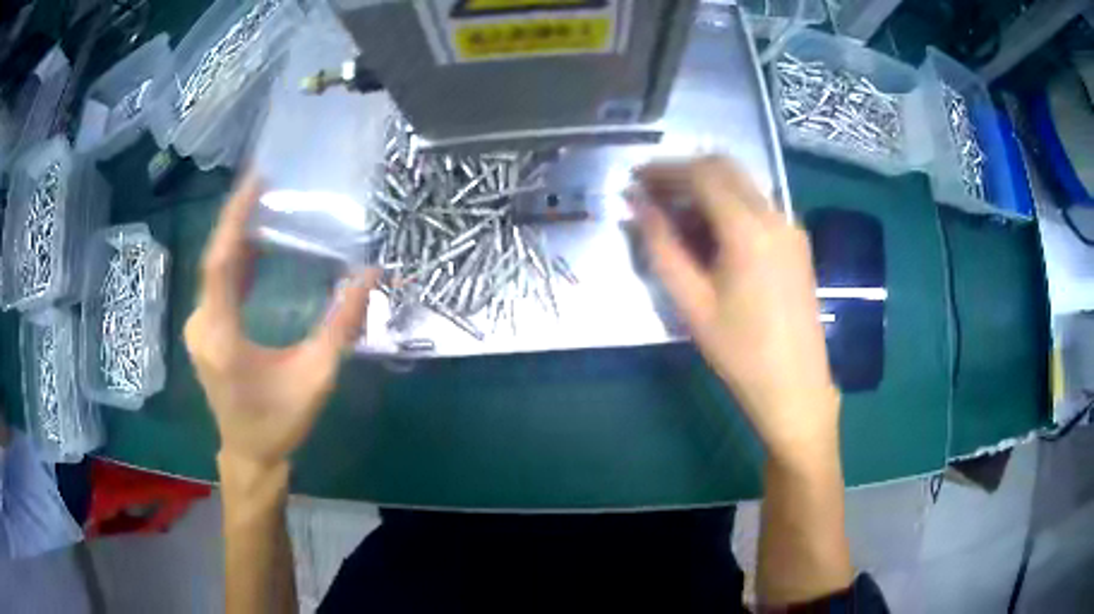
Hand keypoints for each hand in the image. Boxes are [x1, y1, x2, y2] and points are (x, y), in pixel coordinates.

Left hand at [184, 173, 378, 465]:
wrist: (249, 453)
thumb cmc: (280, 421)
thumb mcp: (316, 376)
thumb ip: (341, 326)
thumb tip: (369, 275)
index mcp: (222, 337)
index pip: (220, 264)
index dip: (235, 218)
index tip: (256, 181)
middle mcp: (202, 325)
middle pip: (216, 259)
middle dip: (239, 218)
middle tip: (270, 184)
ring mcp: (199, 327)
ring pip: (214, 269)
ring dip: (237, 236)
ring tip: (266, 204)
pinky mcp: (204, 330)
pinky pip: (216, 283)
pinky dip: (235, 259)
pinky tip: (255, 244)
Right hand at [632, 157, 838, 461]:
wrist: (796, 386)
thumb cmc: (740, 352)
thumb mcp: (692, 303)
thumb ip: (661, 247)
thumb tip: (637, 206)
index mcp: (748, 229)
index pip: (701, 174)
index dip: (664, 171)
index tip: (635, 179)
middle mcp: (774, 216)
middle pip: (725, 168)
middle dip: (685, 172)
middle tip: (652, 193)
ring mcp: (790, 228)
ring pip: (742, 186)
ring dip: (707, 189)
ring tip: (675, 217)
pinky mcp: (797, 243)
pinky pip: (757, 207)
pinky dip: (728, 206)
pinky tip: (710, 236)